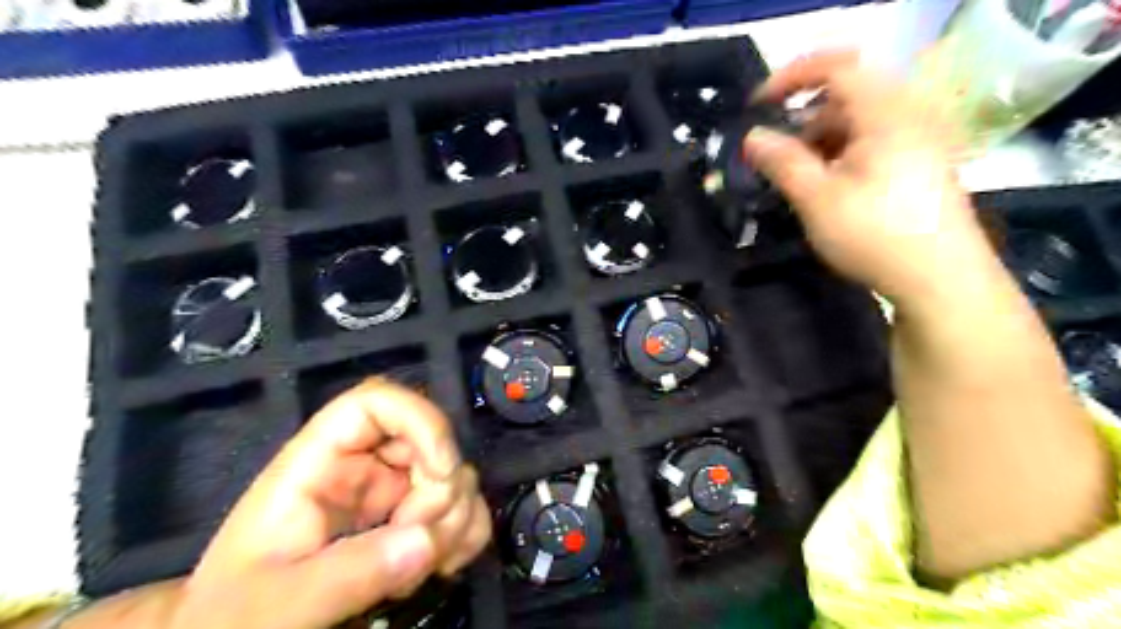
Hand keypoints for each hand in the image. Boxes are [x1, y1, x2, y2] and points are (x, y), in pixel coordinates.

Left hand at [171, 379, 490, 627]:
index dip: (419, 420)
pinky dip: (466, 531)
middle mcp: (361, 467)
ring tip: (424, 568)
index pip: (375, 402)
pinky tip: (445, 565)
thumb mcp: (275, 604)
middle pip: (428, 440)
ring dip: (456, 517)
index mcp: (317, 464)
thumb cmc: (233, 617)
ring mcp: (390, 494)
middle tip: (422, 545)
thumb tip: (426, 539)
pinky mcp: (409, 522)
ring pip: (453, 474)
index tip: (440, 473)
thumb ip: (346, 574)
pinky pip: (460, 507)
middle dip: (441, 489)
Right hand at [748, 50, 992, 303]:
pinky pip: (870, 144)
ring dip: (817, 142)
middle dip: (801, 120)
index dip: (790, 78)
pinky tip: (823, 188)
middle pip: (844, 97)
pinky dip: (838, 156)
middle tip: (772, 154)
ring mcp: (915, 142)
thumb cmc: (875, 235)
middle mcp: (905, 117)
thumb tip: (752, 137)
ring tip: (793, 178)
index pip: (836, 67)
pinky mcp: (917, 166)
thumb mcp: (817, 199)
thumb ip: (782, 162)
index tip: (756, 106)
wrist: (940, 281)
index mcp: (885, 114)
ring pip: (855, 124)